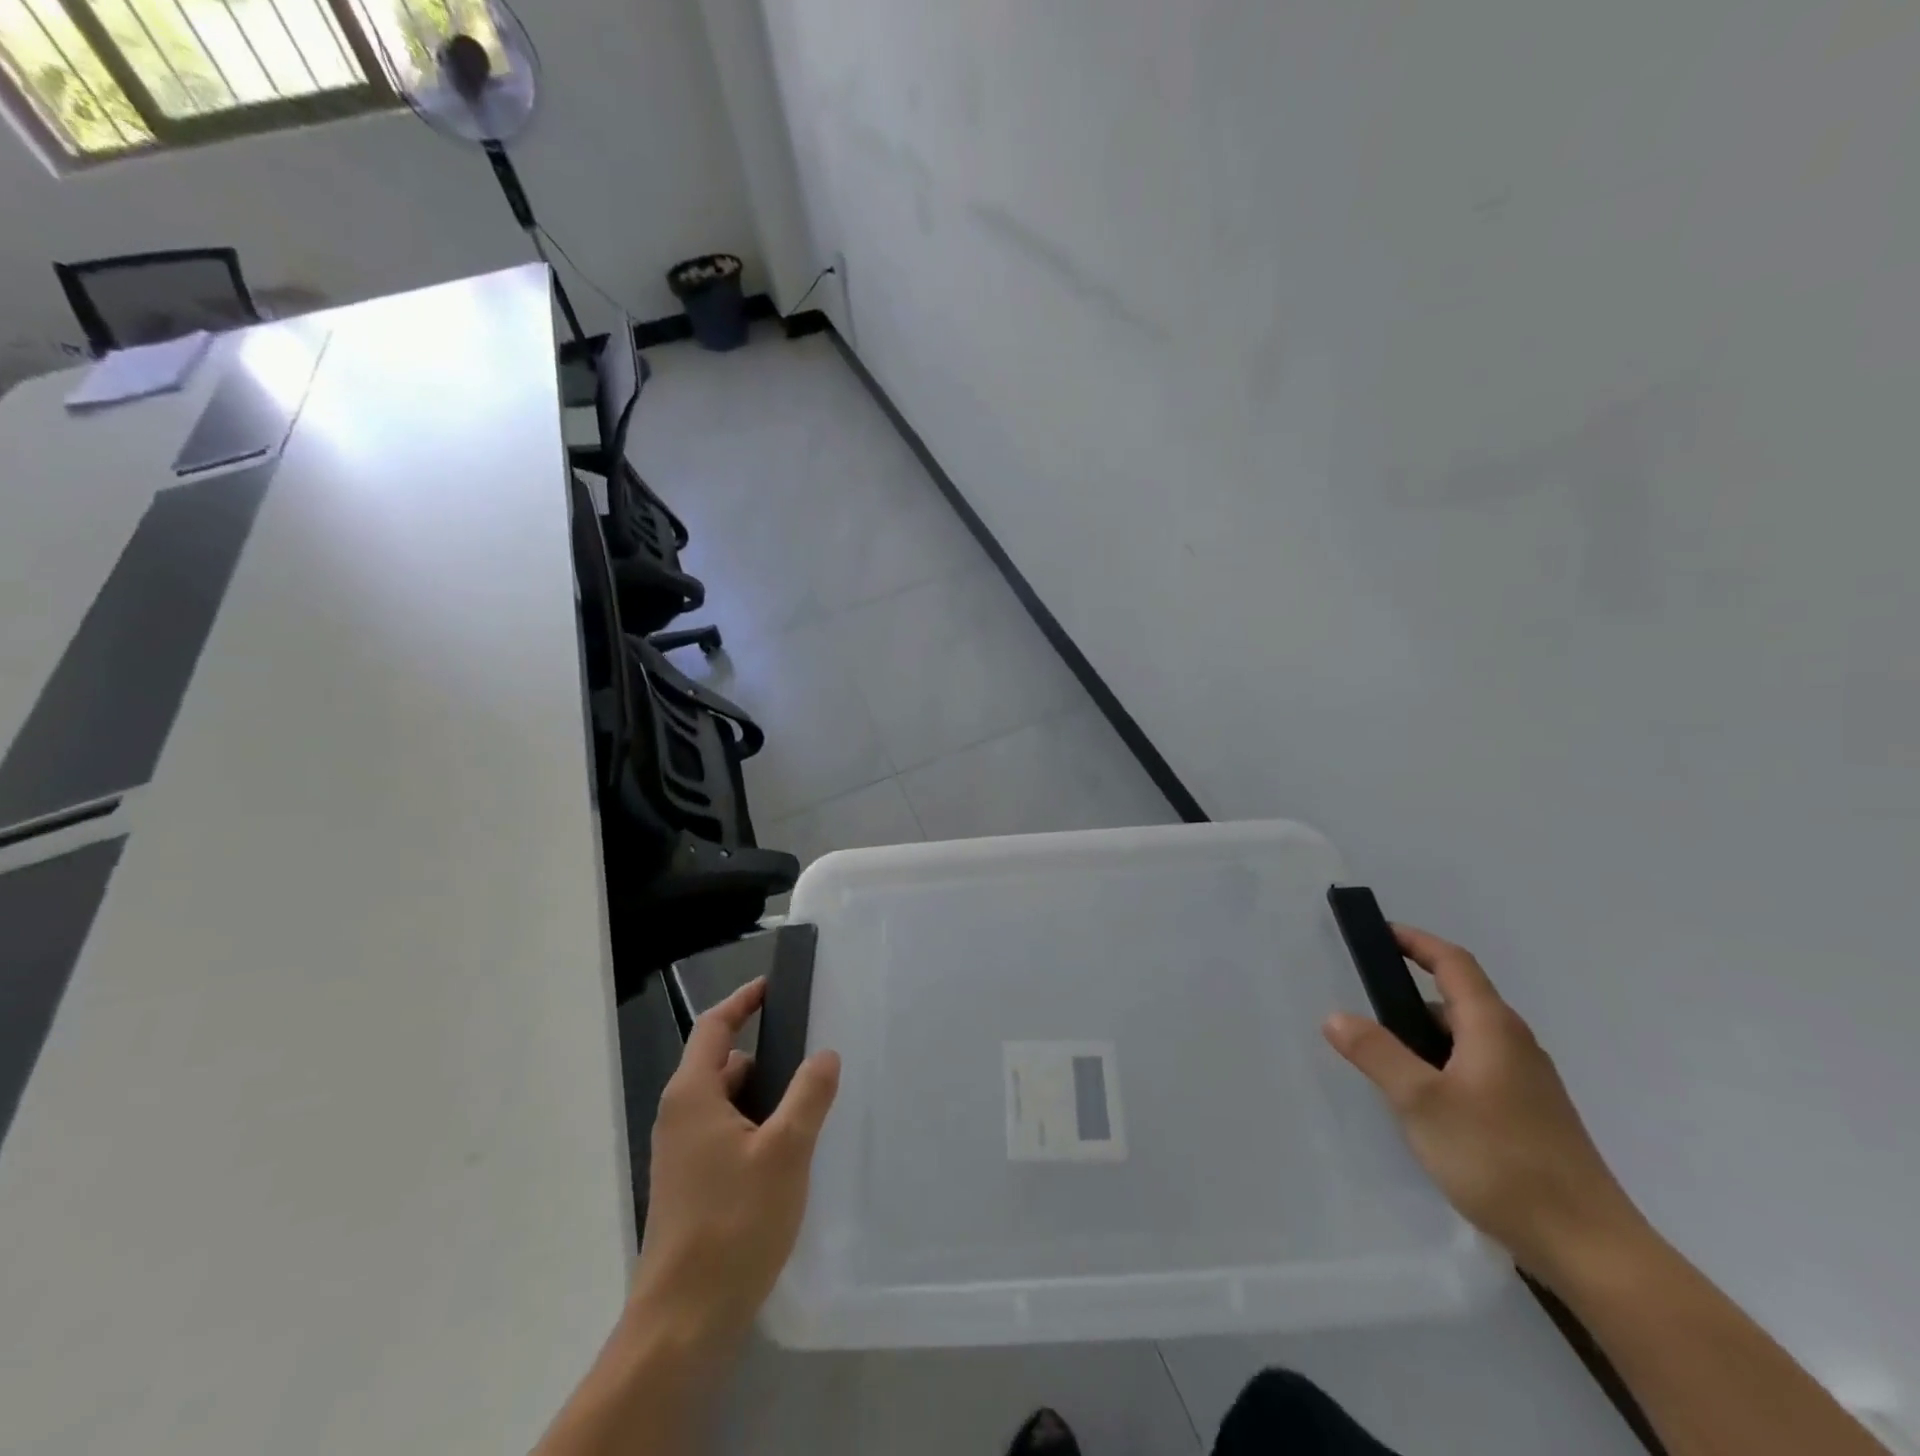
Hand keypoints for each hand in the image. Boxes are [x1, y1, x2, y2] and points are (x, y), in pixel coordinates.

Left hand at [628, 978, 839, 1369]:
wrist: (683, 1321)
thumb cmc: (734, 1222)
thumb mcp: (785, 1150)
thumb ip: (808, 1095)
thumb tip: (824, 1054)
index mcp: (692, 1095)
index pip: (714, 1027)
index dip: (743, 1001)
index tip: (773, 986)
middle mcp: (679, 1116)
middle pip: (721, 1064)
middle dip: (764, 1054)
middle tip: (810, 1052)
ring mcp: (681, 1154)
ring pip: (726, 1103)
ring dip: (763, 1096)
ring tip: (808, 1103)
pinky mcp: (690, 1185)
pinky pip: (725, 1134)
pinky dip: (754, 1126)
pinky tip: (788, 1151)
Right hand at [1321, 925, 1647, 1284]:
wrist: (1590, 1249)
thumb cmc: (1500, 1159)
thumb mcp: (1421, 1102)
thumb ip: (1376, 1053)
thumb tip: (1336, 1016)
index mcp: (1493, 1028)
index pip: (1453, 964)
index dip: (1416, 942)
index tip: (1380, 933)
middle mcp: (1515, 1046)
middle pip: (1457, 1001)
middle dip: (1409, 997)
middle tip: (1363, 1009)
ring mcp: (1528, 1084)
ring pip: (1465, 1041)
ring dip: (1423, 1038)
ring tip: (1383, 1062)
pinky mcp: (1531, 1118)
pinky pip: (1476, 1071)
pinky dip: (1442, 1068)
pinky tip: (1423, 1106)